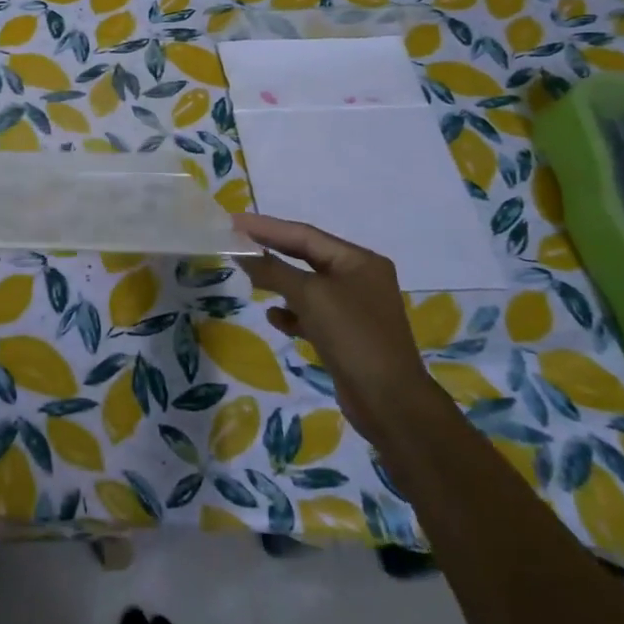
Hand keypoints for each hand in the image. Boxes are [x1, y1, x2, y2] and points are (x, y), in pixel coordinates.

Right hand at [232, 213, 442, 443]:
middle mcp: (359, 278)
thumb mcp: (310, 296)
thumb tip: (241, 251)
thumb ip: (274, 270)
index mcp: (359, 261)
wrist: (390, 402)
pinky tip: (274, 317)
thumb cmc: (353, 337)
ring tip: (250, 278)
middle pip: (306, 256)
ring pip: (307, 286)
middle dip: (271, 251)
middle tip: (236, 242)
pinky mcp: (346, 335)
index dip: (267, 227)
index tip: (234, 221)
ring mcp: (354, 308)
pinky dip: (292, 312)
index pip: (305, 234)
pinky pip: (312, 314)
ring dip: (279, 282)